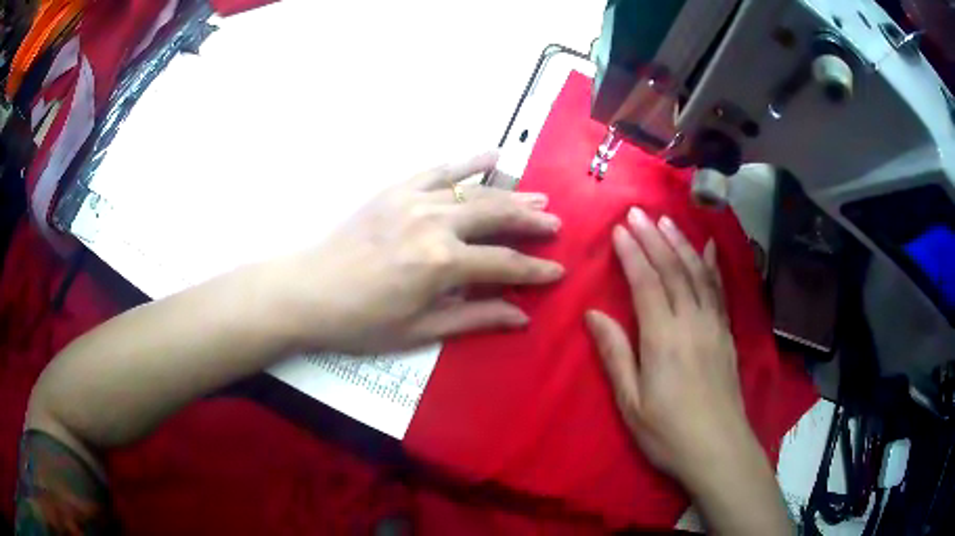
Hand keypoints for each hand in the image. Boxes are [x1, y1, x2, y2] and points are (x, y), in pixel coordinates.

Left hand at [269, 151, 563, 353]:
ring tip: (538, 196)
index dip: (535, 269)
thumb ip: (474, 318)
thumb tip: (522, 316)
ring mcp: (415, 200)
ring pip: (476, 192)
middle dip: (531, 222)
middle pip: (496, 217)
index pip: (504, 264)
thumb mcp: (420, 330)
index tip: (559, 271)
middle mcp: (435, 223)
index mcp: (442, 264)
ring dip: (510, 194)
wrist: (308, 291)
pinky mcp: (396, 189)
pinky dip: (468, 162)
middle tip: (555, 223)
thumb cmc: (362, 321)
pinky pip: (439, 170)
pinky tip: (492, 155)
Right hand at [585, 207, 754, 481]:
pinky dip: (713, 265)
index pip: (647, 284)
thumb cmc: (667, 432)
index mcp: (663, 339)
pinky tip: (709, 247)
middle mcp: (691, 322)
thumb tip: (593, 314)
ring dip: (681, 243)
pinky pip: (719, 291)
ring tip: (666, 221)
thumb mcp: (630, 403)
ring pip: (698, 274)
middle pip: (673, 270)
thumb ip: (615, 355)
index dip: (632, 254)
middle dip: (653, 238)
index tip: (619, 229)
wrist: (718, 449)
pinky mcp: (727, 334)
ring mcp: (714, 326)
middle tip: (637, 212)